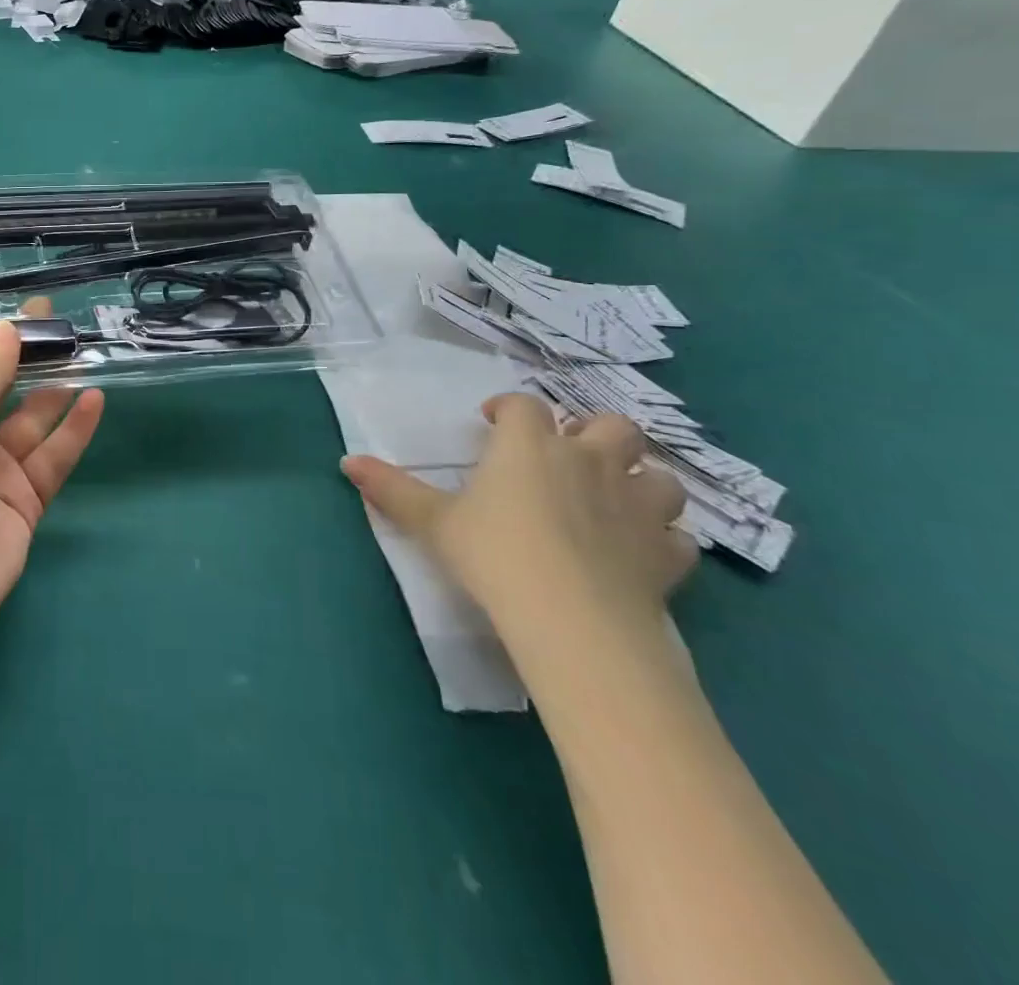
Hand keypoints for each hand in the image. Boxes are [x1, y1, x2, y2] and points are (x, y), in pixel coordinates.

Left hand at [0, 298, 103, 634]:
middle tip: (63, 324)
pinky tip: (95, 400)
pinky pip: (53, 456)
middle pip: (2, 389)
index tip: (24, 313)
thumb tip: (7, 327)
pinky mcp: (25, 499)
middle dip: (29, 359)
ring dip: (57, 390)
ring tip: (86, 355)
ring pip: (33, 420)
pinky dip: (74, 430)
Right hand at [342, 394, 695, 649]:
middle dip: (594, 432)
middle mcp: (589, 462)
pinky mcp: (666, 554)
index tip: (493, 422)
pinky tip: (642, 552)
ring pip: (660, 477)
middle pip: (612, 425)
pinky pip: (678, 538)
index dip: (509, 408)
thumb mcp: (433, 522)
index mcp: (530, 446)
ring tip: (616, 499)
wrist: (571, 619)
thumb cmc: (495, 554)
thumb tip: (347, 462)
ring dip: (642, 481)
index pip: (524, 406)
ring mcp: (636, 506)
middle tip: (567, 454)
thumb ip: (393, 489)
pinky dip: (663, 539)